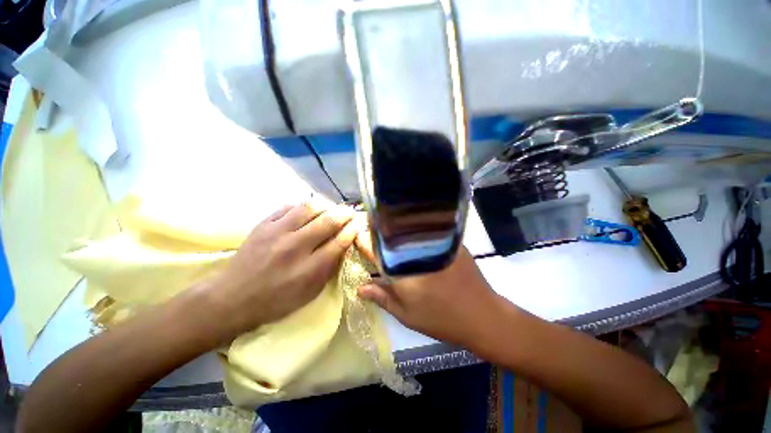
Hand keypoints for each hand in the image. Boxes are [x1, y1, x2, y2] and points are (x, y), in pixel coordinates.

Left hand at [201, 201, 359, 341]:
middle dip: (345, 214)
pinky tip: (309, 210)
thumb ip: (330, 267)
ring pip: (310, 207)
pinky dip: (304, 205)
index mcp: (309, 269)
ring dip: (326, 205)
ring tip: (331, 209)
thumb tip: (343, 245)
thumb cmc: (277, 301)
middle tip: (350, 213)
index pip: (340, 241)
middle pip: (328, 221)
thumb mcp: (311, 292)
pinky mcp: (263, 225)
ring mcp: (277, 233)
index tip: (359, 224)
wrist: (232, 299)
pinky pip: (289, 206)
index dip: (353, 230)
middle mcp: (295, 247)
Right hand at [355, 233, 500, 346]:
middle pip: (389, 232)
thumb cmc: (440, 319)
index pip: (374, 248)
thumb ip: (382, 298)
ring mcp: (433, 242)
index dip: (362, 240)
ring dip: (395, 225)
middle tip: (370, 227)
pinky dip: (415, 226)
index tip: (356, 235)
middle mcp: (414, 251)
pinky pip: (426, 228)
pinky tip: (411, 228)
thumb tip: (360, 287)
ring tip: (388, 225)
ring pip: (407, 227)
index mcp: (400, 270)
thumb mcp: (406, 315)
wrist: (482, 315)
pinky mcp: (449, 239)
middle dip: (377, 229)